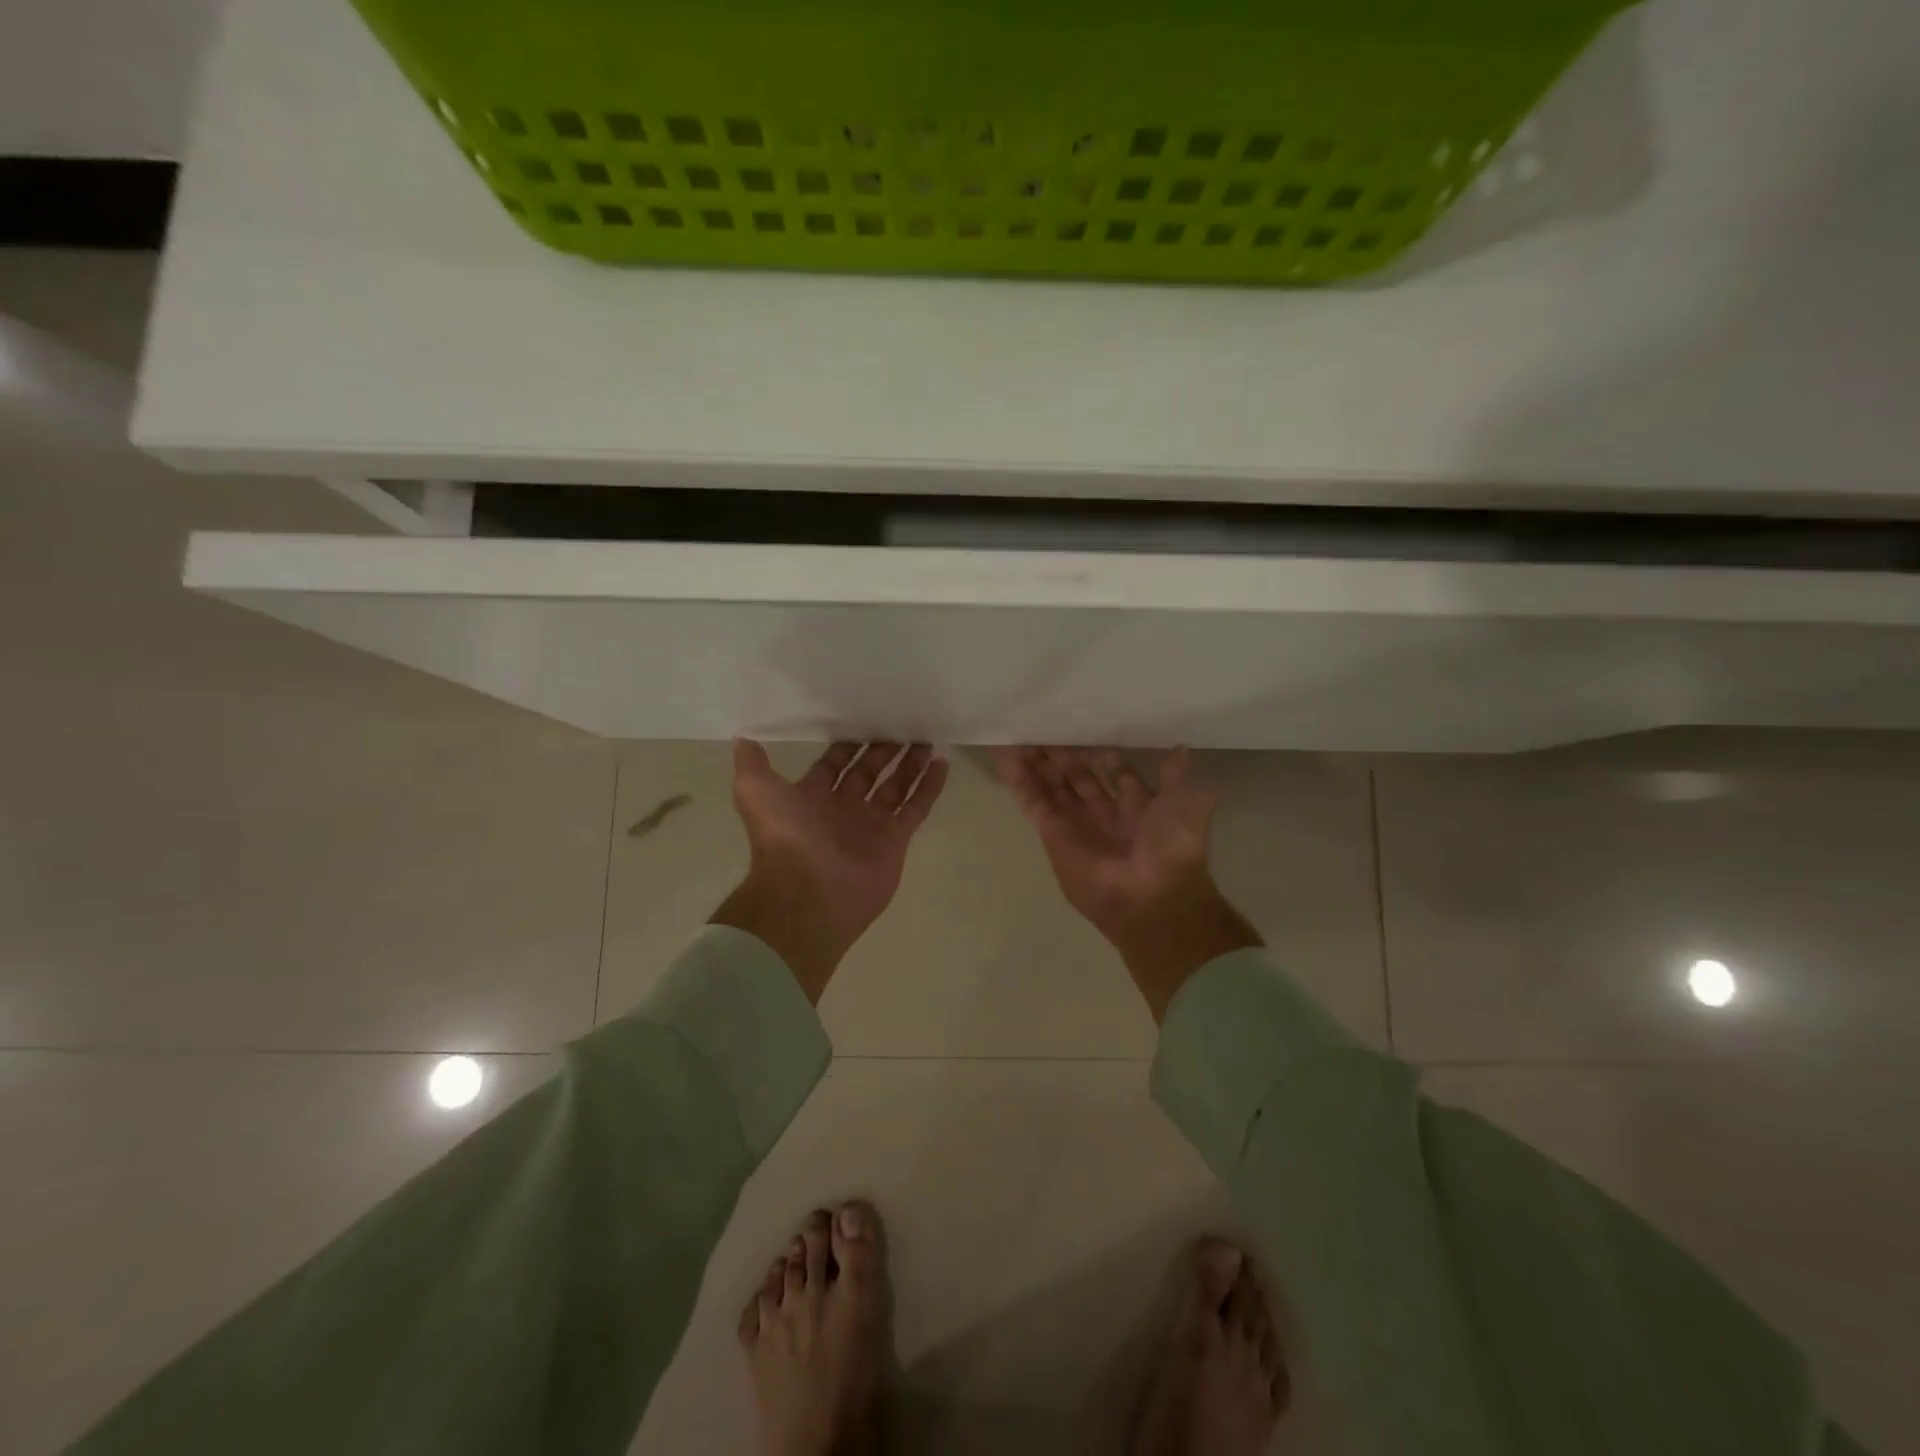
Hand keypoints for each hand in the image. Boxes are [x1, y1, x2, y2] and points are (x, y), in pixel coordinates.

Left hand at [713, 740, 948, 1002]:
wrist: (808, 891)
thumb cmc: (784, 836)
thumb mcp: (755, 790)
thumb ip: (752, 763)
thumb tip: (742, 736)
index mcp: (811, 797)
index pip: (834, 764)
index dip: (847, 745)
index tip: (865, 718)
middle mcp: (842, 809)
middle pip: (868, 772)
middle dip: (883, 751)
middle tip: (903, 724)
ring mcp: (871, 825)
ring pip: (895, 787)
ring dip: (909, 765)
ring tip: (927, 740)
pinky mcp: (895, 840)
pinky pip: (916, 808)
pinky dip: (929, 787)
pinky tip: (941, 763)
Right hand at [995, 746, 1260, 1020]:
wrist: (1149, 898)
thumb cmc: (1170, 848)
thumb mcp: (1185, 804)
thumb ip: (1174, 778)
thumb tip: (1181, 748)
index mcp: (1135, 805)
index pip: (1113, 770)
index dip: (1099, 750)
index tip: (1084, 724)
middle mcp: (1102, 812)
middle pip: (1076, 776)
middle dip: (1061, 752)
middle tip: (1043, 723)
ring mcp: (1074, 823)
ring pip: (1050, 785)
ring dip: (1035, 761)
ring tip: (1018, 733)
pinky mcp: (1051, 833)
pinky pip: (1032, 801)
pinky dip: (1019, 780)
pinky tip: (1006, 755)